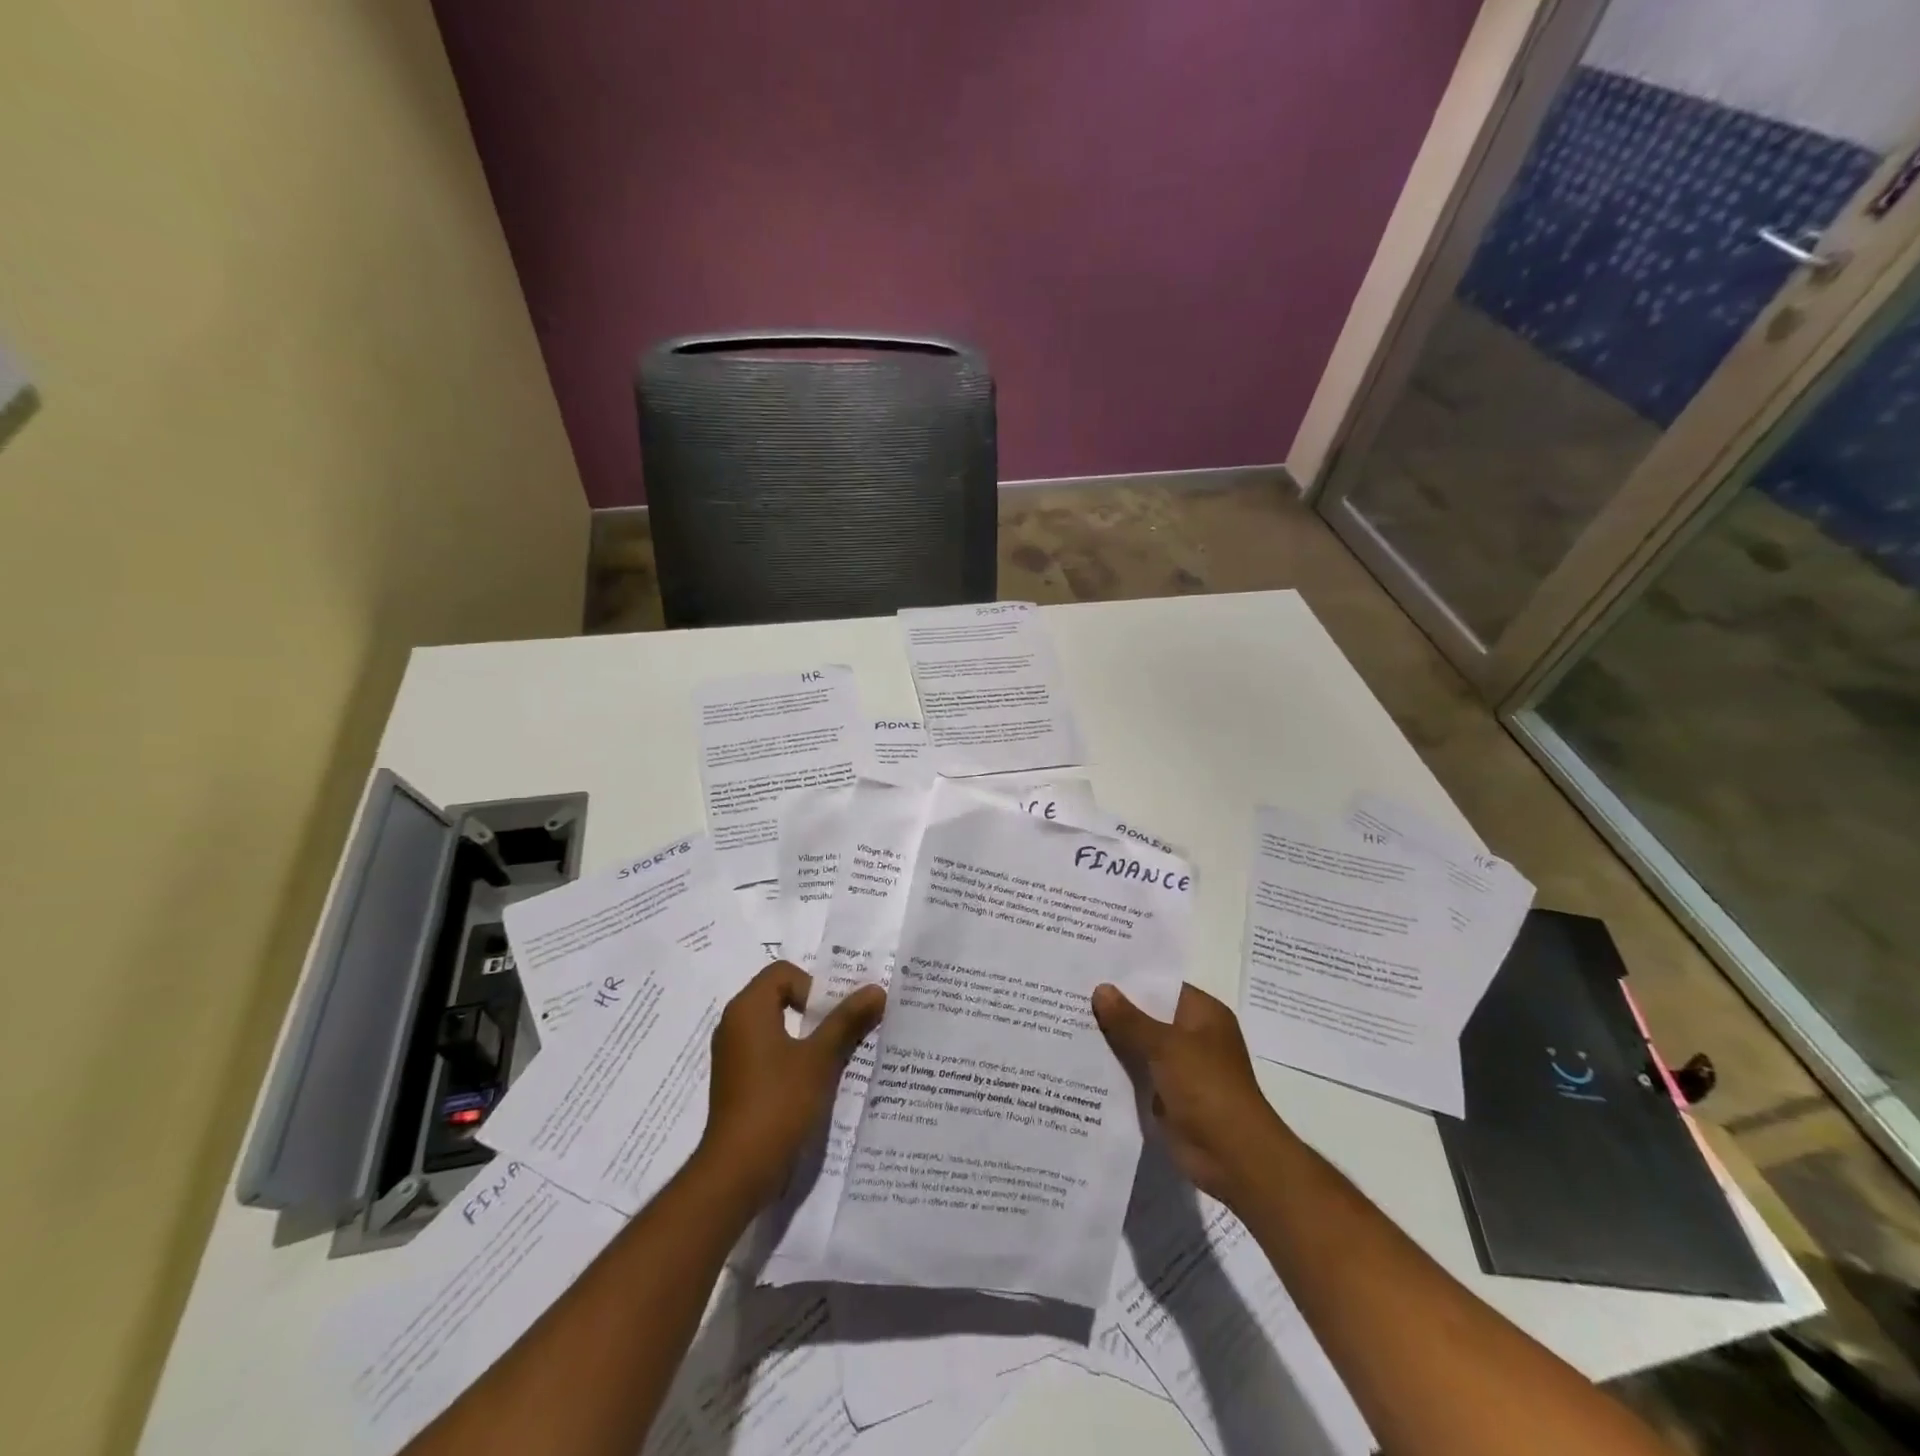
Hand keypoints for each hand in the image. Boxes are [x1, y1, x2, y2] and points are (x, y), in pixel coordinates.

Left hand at [696, 961, 885, 1208]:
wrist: (738, 1171)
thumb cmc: (778, 1103)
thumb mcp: (820, 1058)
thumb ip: (847, 1020)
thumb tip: (876, 989)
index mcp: (748, 1009)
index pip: (783, 972)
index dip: (812, 986)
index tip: (832, 1016)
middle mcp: (734, 1025)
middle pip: (780, 996)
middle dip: (816, 1010)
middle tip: (845, 1029)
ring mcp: (733, 1055)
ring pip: (777, 1027)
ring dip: (808, 1036)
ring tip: (837, 1056)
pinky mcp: (737, 1082)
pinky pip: (769, 1052)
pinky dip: (793, 1057)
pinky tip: (816, 1082)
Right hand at [1092, 982, 1282, 1204]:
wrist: (1233, 1157)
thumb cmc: (1207, 1087)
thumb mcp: (1165, 1046)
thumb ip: (1130, 1019)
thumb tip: (1101, 989)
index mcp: (1203, 1013)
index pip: (1162, 985)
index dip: (1130, 977)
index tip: (1093, 969)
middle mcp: (1193, 1036)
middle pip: (1148, 1015)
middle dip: (1115, 1009)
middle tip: (1070, 991)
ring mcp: (1181, 1068)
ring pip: (1140, 1045)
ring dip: (1113, 1040)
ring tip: (1067, 1020)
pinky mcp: (1169, 1096)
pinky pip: (1138, 1074)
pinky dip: (1117, 1070)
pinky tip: (1082, 1060)